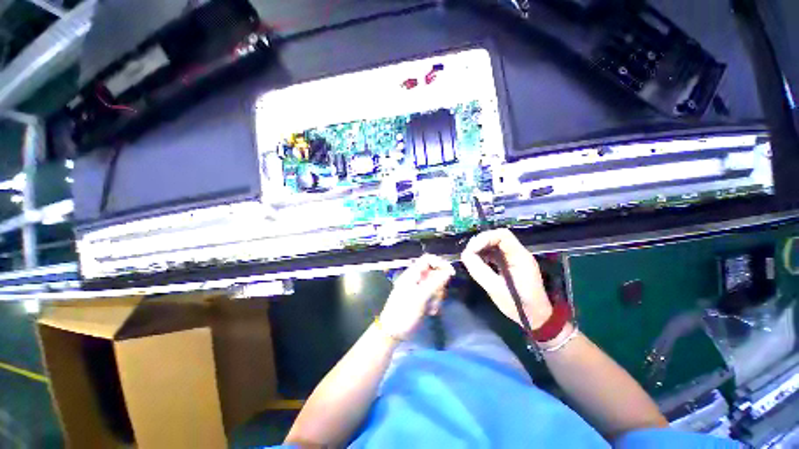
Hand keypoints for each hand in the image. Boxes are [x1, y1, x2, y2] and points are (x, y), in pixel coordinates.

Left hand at [379, 254, 454, 338]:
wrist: (393, 332)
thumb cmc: (404, 312)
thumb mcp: (420, 297)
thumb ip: (435, 283)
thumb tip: (449, 271)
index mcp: (412, 274)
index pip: (428, 259)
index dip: (440, 263)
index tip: (450, 272)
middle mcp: (416, 279)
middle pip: (435, 273)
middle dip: (439, 285)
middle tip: (437, 296)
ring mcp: (419, 289)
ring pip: (436, 286)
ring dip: (437, 297)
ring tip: (432, 307)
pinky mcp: (422, 299)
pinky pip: (434, 296)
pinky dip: (434, 303)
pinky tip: (430, 312)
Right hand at [461, 229, 551, 328]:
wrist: (536, 319)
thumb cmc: (519, 305)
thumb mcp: (496, 289)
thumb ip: (479, 270)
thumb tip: (465, 255)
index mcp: (519, 257)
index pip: (502, 235)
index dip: (484, 238)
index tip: (471, 249)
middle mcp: (517, 253)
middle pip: (496, 237)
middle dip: (480, 243)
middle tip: (468, 254)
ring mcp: (513, 258)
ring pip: (494, 244)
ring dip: (480, 249)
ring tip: (470, 259)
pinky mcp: (508, 264)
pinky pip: (494, 253)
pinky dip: (483, 255)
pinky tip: (477, 263)